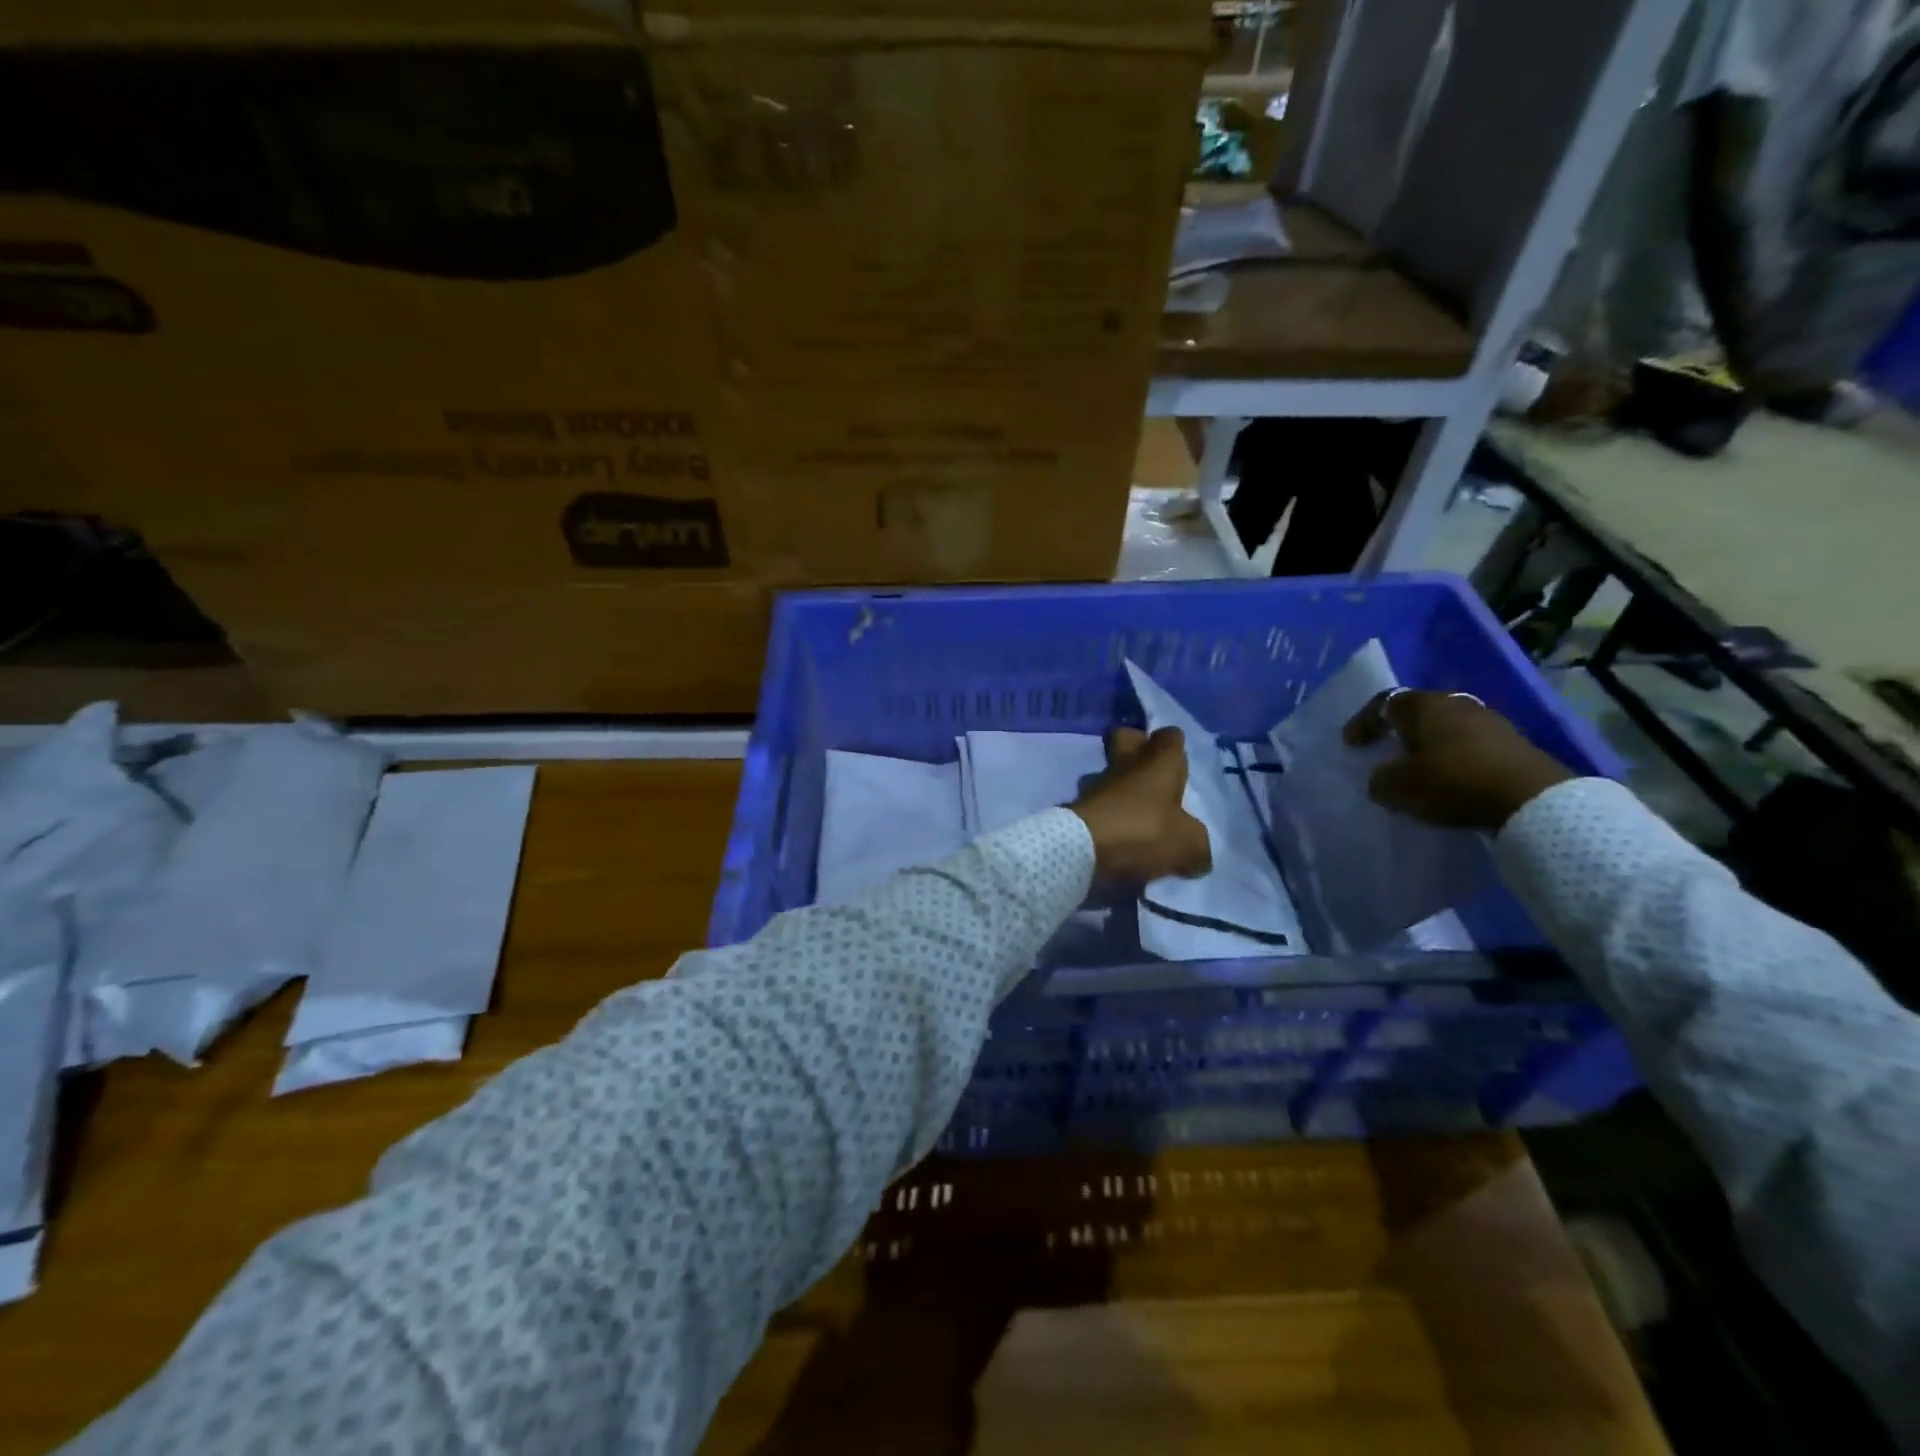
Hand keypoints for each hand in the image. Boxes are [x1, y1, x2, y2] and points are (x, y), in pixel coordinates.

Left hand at [1070, 726, 1212, 882]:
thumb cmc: (1144, 832)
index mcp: (1159, 761)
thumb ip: (1196, 845)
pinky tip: (1119, 838)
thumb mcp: (1188, 844)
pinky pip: (1098, 804)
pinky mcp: (1077, 807)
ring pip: (1109, 773)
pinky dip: (1107, 816)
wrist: (1083, 847)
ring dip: (1121, 788)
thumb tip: (1196, 854)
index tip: (1179, 759)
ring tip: (1136, 816)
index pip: (1169, 736)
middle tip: (1153, 775)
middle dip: (1138, 749)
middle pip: (1127, 739)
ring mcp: (1097, 784)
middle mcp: (1126, 764)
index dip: (1174, 744)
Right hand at [1343, 690, 1576, 830]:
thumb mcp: (1400, 787)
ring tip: (1418, 770)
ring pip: (1445, 728)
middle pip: (1417, 712)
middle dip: (1398, 732)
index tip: (1351, 745)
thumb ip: (1380, 780)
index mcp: (1425, 705)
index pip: (1384, 702)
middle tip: (1384, 753)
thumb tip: (1381, 777)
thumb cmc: (1455, 782)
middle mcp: (1456, 703)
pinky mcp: (1512, 743)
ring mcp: (1489, 721)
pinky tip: (1449, 779)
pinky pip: (1468, 744)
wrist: (1534, 799)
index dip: (1363, 722)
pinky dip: (1452, 757)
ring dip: (1428, 746)